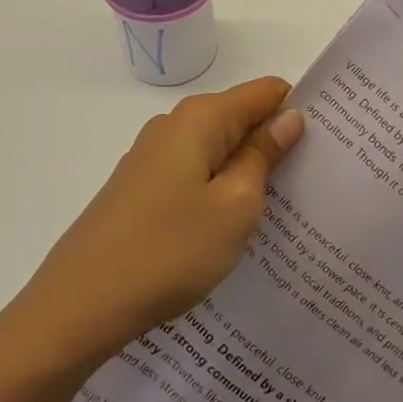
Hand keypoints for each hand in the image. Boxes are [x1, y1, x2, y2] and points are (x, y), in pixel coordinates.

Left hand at [17, 77, 304, 364]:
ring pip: (218, 150)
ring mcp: (151, 158)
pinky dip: (218, 191)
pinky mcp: (139, 189)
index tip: (326, 146)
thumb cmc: (168, 252)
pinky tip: (227, 229)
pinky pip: (194, 175)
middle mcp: (174, 125)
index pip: (267, 92)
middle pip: (241, 119)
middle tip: (309, 186)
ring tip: (275, 213)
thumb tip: (289, 117)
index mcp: (201, 118)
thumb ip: (264, 155)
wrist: (75, 310)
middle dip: (275, 144)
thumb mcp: (235, 206)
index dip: (298, 112)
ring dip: (247, 172)